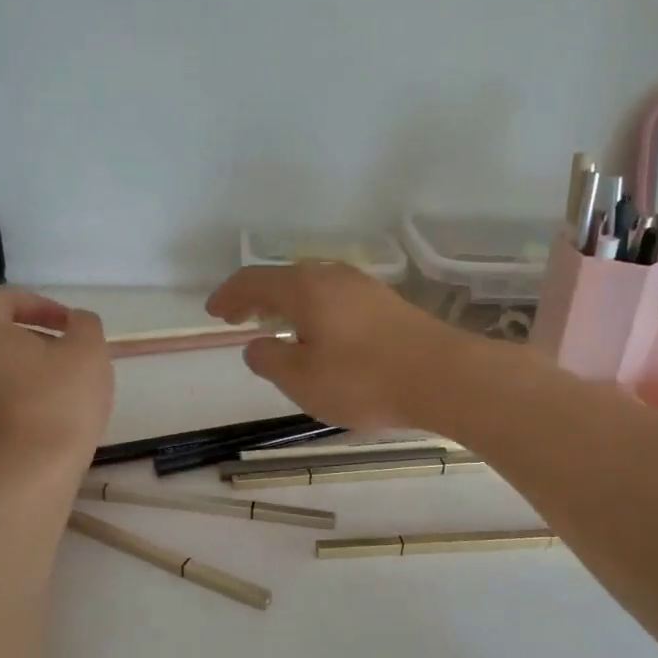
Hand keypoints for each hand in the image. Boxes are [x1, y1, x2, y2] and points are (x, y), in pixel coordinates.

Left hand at [0, 287, 112, 482]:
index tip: (73, 327)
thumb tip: (75, 321)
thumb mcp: (88, 352)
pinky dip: (5, 406)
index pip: (6, 299)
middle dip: (30, 341)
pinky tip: (36, 425)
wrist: (24, 480)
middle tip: (66, 359)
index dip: (45, 306)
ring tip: (53, 395)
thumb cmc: (57, 404)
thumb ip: (84, 324)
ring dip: (16, 375)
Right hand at [206, 262, 470, 430]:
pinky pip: (337, 300)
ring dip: (288, 305)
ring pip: (314, 288)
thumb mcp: (302, 380)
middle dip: (258, 298)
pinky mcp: (389, 305)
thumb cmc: (363, 380)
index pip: (254, 281)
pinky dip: (315, 313)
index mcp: (304, 288)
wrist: (444, 378)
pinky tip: (321, 336)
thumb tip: (256, 346)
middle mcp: (333, 277)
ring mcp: (365, 288)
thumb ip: (270, 361)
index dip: (229, 295)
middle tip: (240, 318)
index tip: (212, 312)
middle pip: (284, 279)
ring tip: (277, 328)